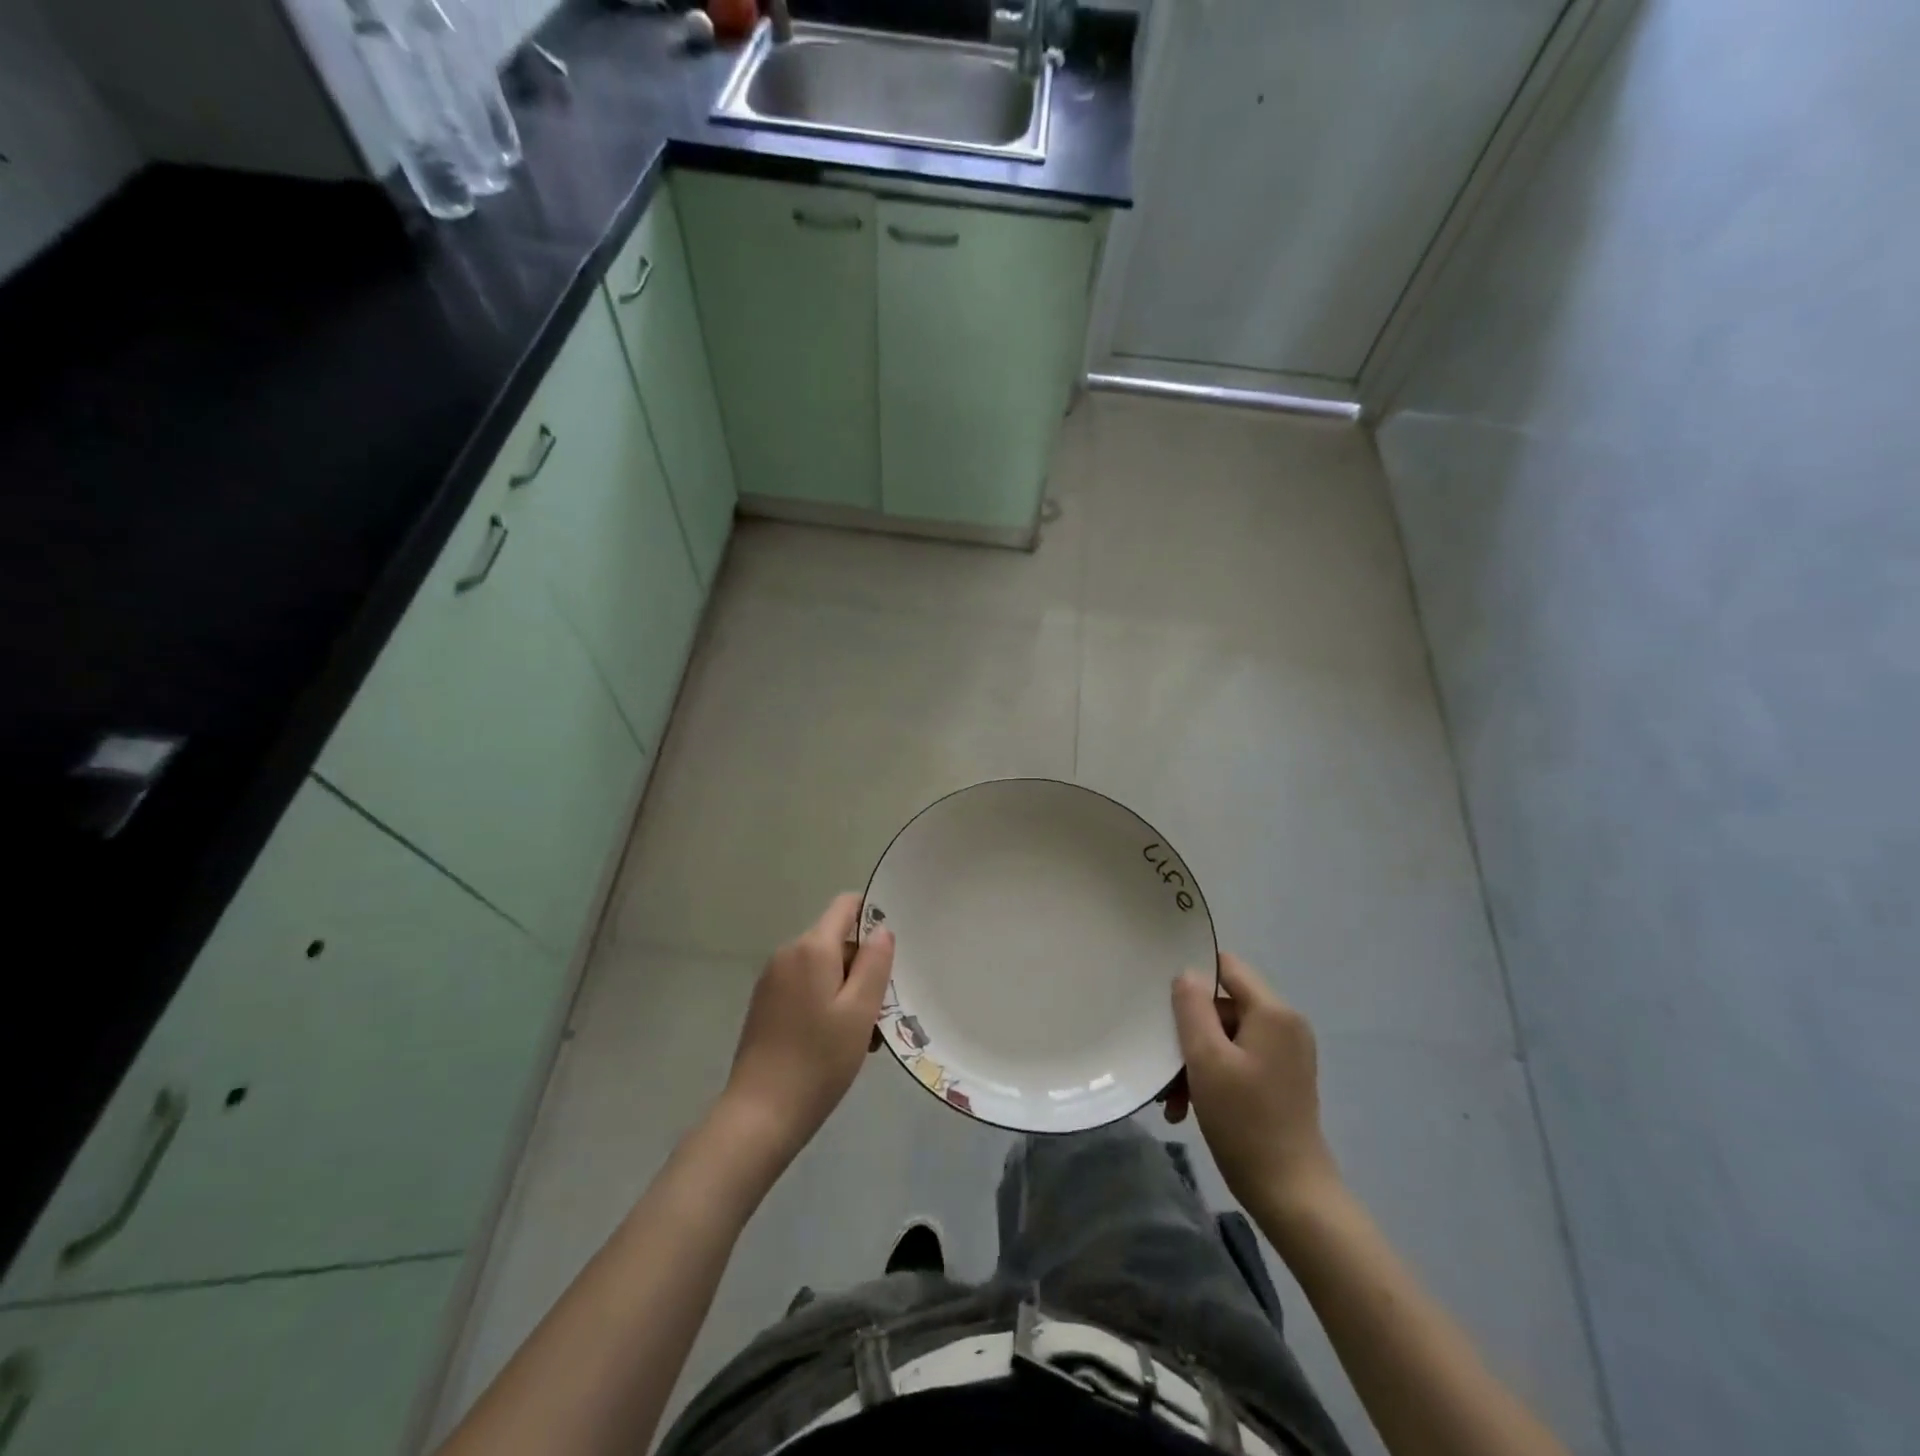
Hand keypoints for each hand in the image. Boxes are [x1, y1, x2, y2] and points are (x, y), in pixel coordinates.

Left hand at [721, 894, 894, 1162]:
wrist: (760, 1115)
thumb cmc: (818, 1060)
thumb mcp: (860, 1011)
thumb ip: (875, 962)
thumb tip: (881, 929)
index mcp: (811, 948)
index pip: (846, 906)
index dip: (873, 916)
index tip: (892, 951)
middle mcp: (788, 954)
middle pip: (836, 940)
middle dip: (863, 966)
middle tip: (881, 1011)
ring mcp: (772, 979)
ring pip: (823, 968)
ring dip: (847, 990)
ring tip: (863, 1036)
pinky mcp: (765, 1004)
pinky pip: (805, 987)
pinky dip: (826, 1003)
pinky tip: (836, 1042)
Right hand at [1164, 953, 1340, 1216]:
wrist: (1292, 1195)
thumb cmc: (1245, 1121)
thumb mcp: (1207, 1059)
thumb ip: (1192, 1008)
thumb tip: (1187, 974)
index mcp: (1273, 1012)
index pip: (1227, 967)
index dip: (1193, 975)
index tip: (1162, 999)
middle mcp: (1284, 1025)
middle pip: (1222, 1007)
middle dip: (1189, 1034)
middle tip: (1164, 1070)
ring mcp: (1285, 1054)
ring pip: (1225, 1037)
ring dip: (1195, 1062)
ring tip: (1172, 1101)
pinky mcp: (1281, 1079)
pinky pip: (1238, 1060)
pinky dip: (1212, 1077)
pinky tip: (1189, 1108)